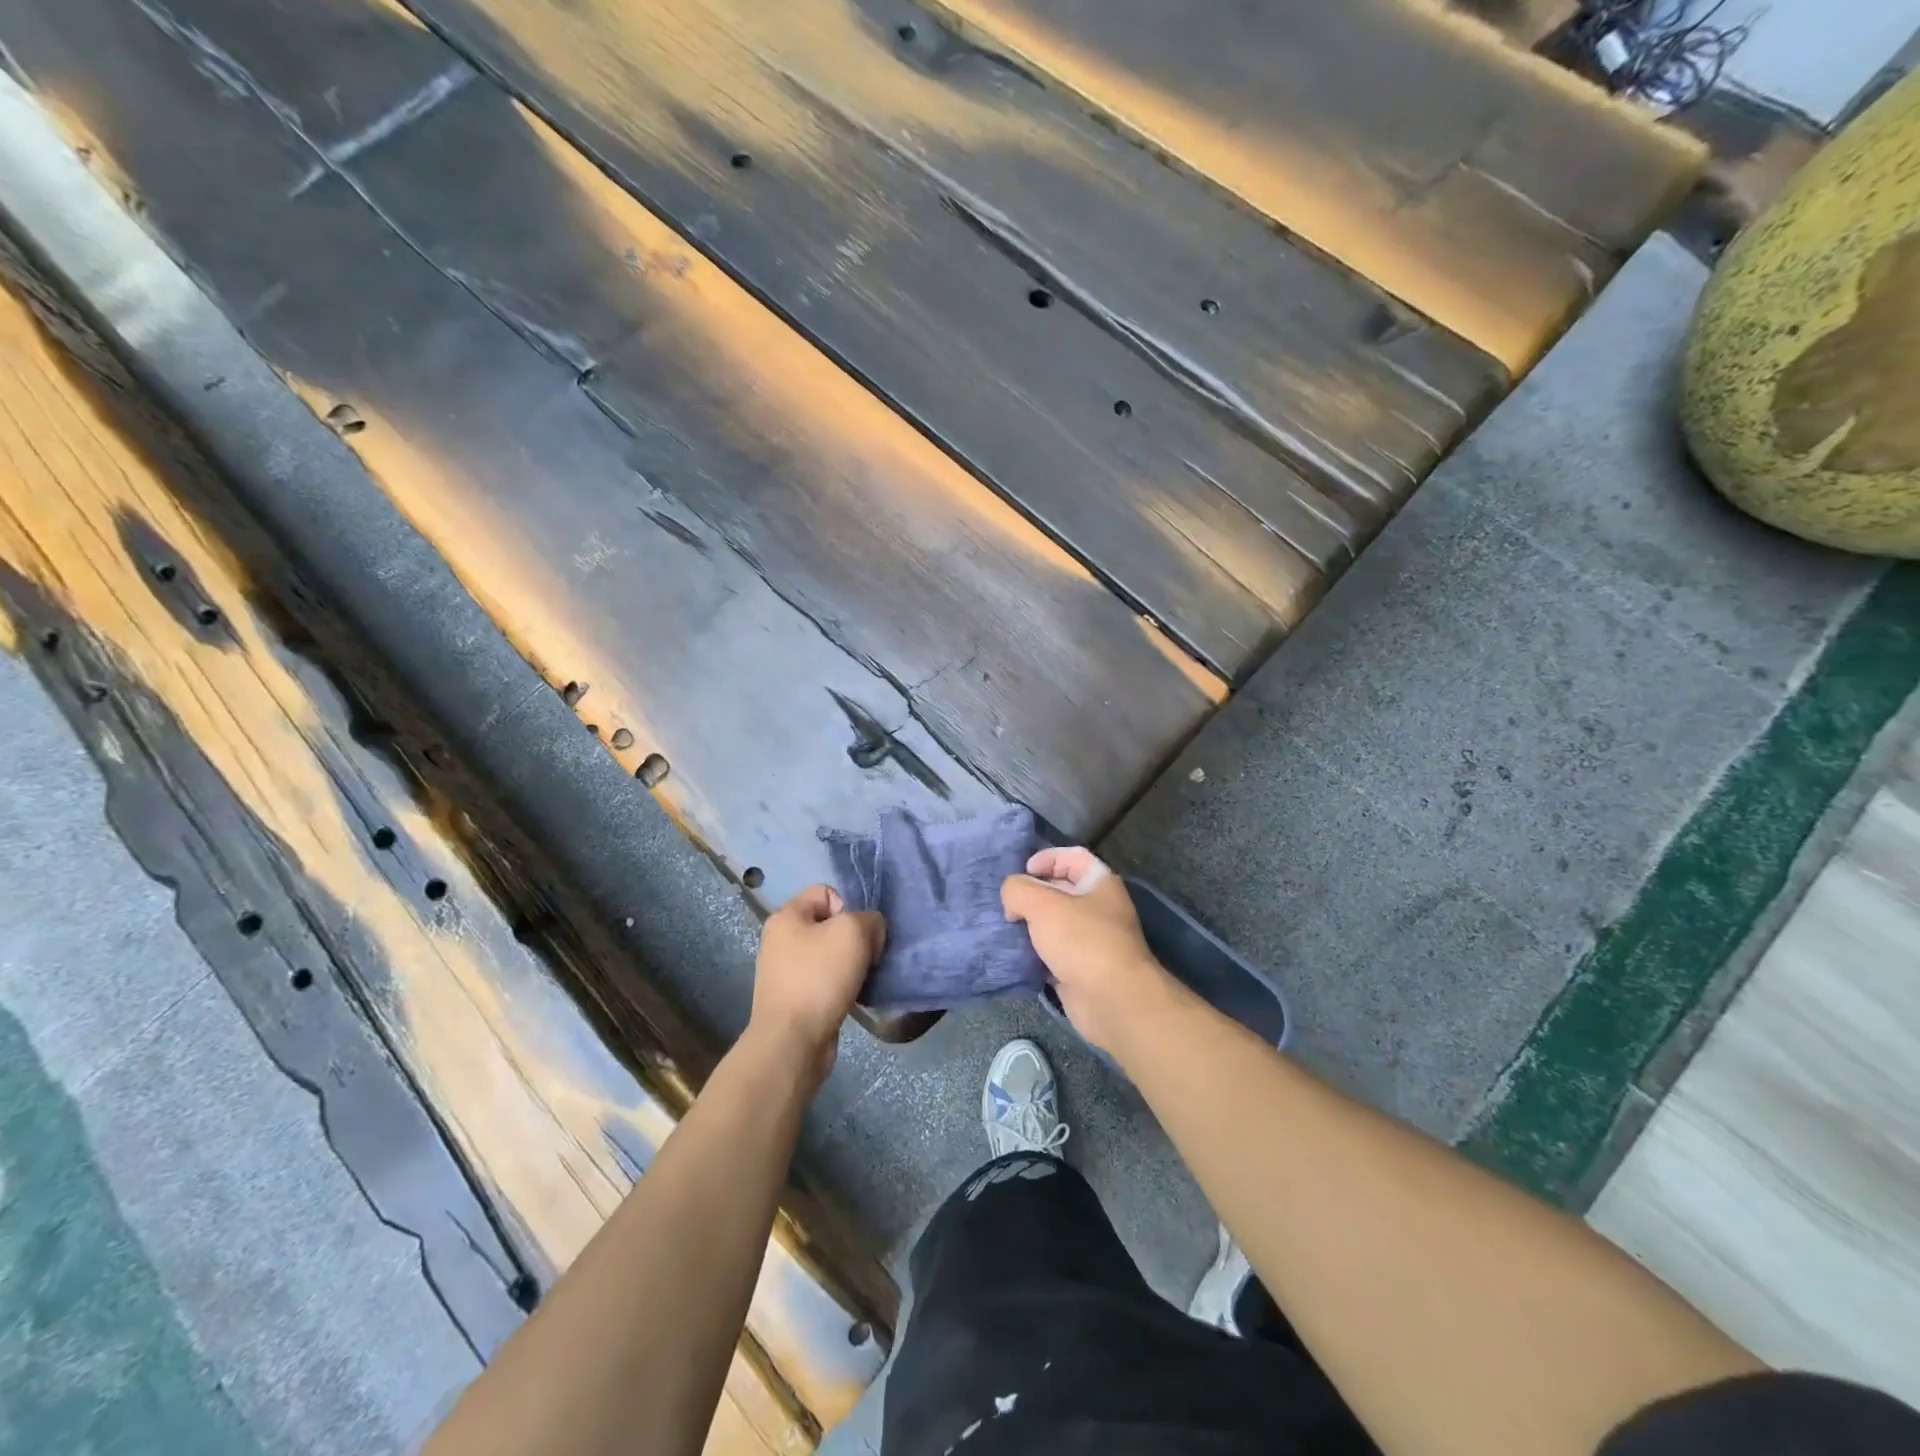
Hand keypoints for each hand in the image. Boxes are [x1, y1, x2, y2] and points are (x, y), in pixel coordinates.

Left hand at [748, 885, 884, 1086]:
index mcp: (787, 916)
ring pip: (830, 954)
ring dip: (851, 963)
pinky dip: (842, 985)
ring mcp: (785, 971)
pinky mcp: (794, 998)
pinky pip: (826, 980)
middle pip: (829, 924)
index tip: (860, 933)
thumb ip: (870, 919)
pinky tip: (853, 996)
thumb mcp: (853, 932)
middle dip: (854, 938)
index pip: (826, 892)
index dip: (850, 907)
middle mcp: (781, 939)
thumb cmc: (819, 978)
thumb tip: (871, 930)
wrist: (792, 1042)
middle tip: (867, 957)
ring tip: (863, 978)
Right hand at [1001, 847, 1178, 1055]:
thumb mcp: (1042, 904)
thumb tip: (1012, 898)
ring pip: (1053, 924)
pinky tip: (1013, 955)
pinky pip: (1052, 954)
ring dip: (1029, 926)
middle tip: (1005, 904)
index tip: (1021, 872)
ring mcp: (1090, 941)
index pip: (1072, 856)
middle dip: (1031, 894)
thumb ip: (1018, 890)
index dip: (1046, 858)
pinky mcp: (1080, 970)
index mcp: (1099, 883)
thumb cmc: (1082, 941)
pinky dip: (1034, 954)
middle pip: (1060, 890)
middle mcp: (1098, 908)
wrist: (1113, 1001)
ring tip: (1004, 928)